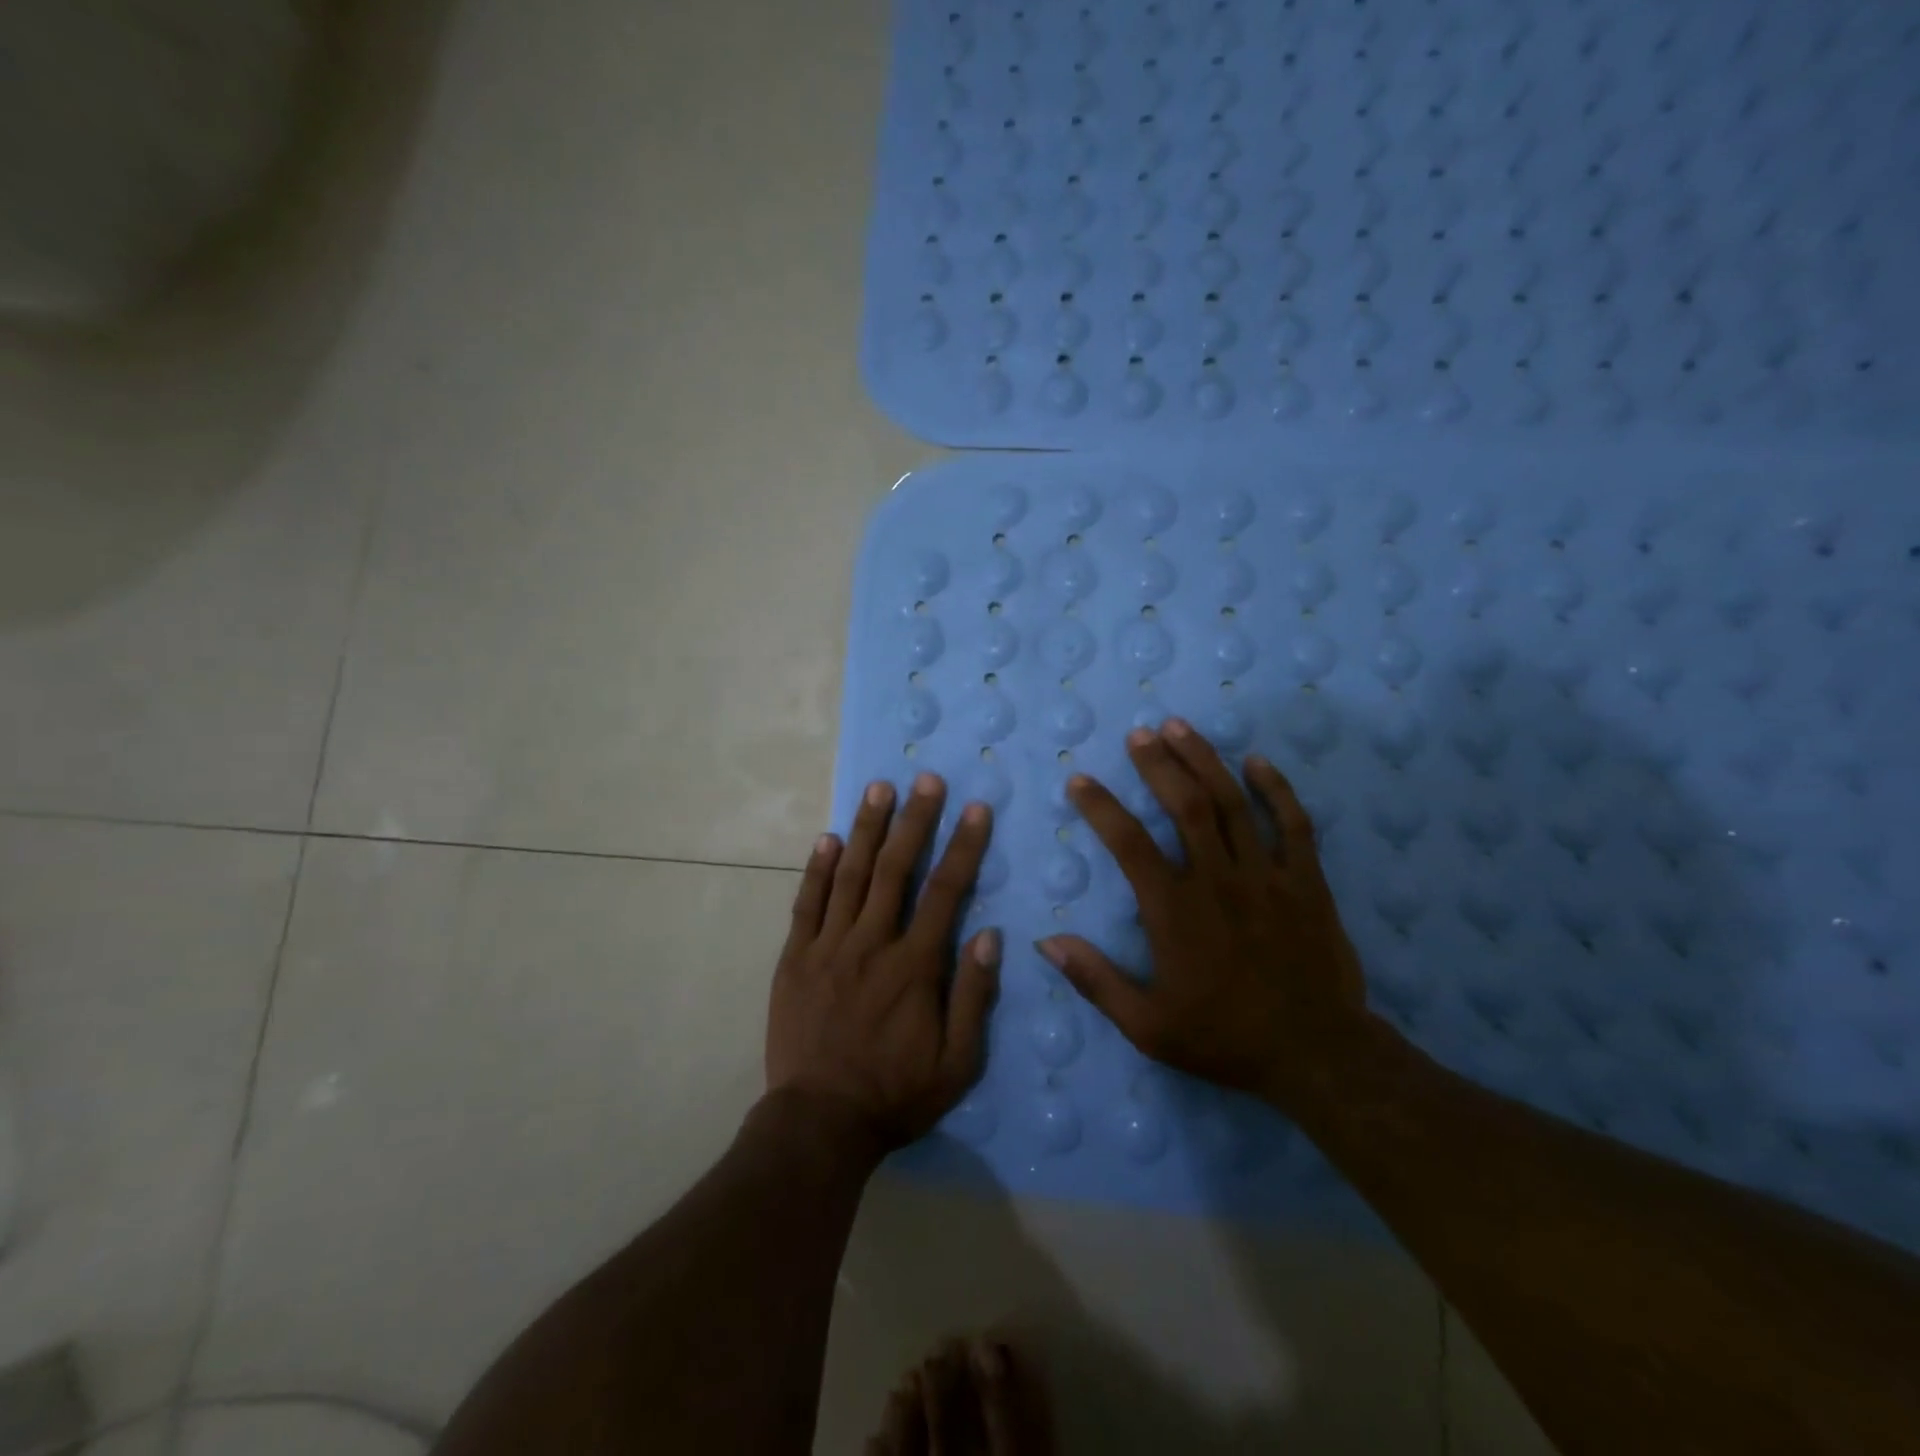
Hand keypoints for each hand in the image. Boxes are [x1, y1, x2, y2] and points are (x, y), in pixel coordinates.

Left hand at [769, 774, 999, 1152]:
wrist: (819, 1123)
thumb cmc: (896, 1095)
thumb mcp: (957, 1063)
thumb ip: (974, 997)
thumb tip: (989, 936)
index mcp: (914, 966)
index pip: (945, 891)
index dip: (963, 846)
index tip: (975, 808)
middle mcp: (872, 944)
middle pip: (895, 869)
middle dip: (915, 820)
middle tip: (926, 779)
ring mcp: (828, 947)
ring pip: (850, 875)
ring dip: (866, 828)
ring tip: (879, 789)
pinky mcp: (795, 958)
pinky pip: (807, 904)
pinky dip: (817, 868)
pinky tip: (827, 838)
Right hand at [1037, 719, 1369, 1107]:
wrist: (1316, 1056)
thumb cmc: (1225, 1038)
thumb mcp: (1147, 1026)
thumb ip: (1095, 980)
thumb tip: (1046, 941)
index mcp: (1175, 911)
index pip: (1129, 844)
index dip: (1100, 807)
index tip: (1080, 781)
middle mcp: (1218, 880)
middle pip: (1186, 805)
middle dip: (1158, 764)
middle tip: (1139, 734)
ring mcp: (1268, 877)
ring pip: (1233, 804)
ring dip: (1205, 760)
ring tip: (1181, 727)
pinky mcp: (1308, 882)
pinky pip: (1293, 824)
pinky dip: (1276, 788)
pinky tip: (1256, 761)